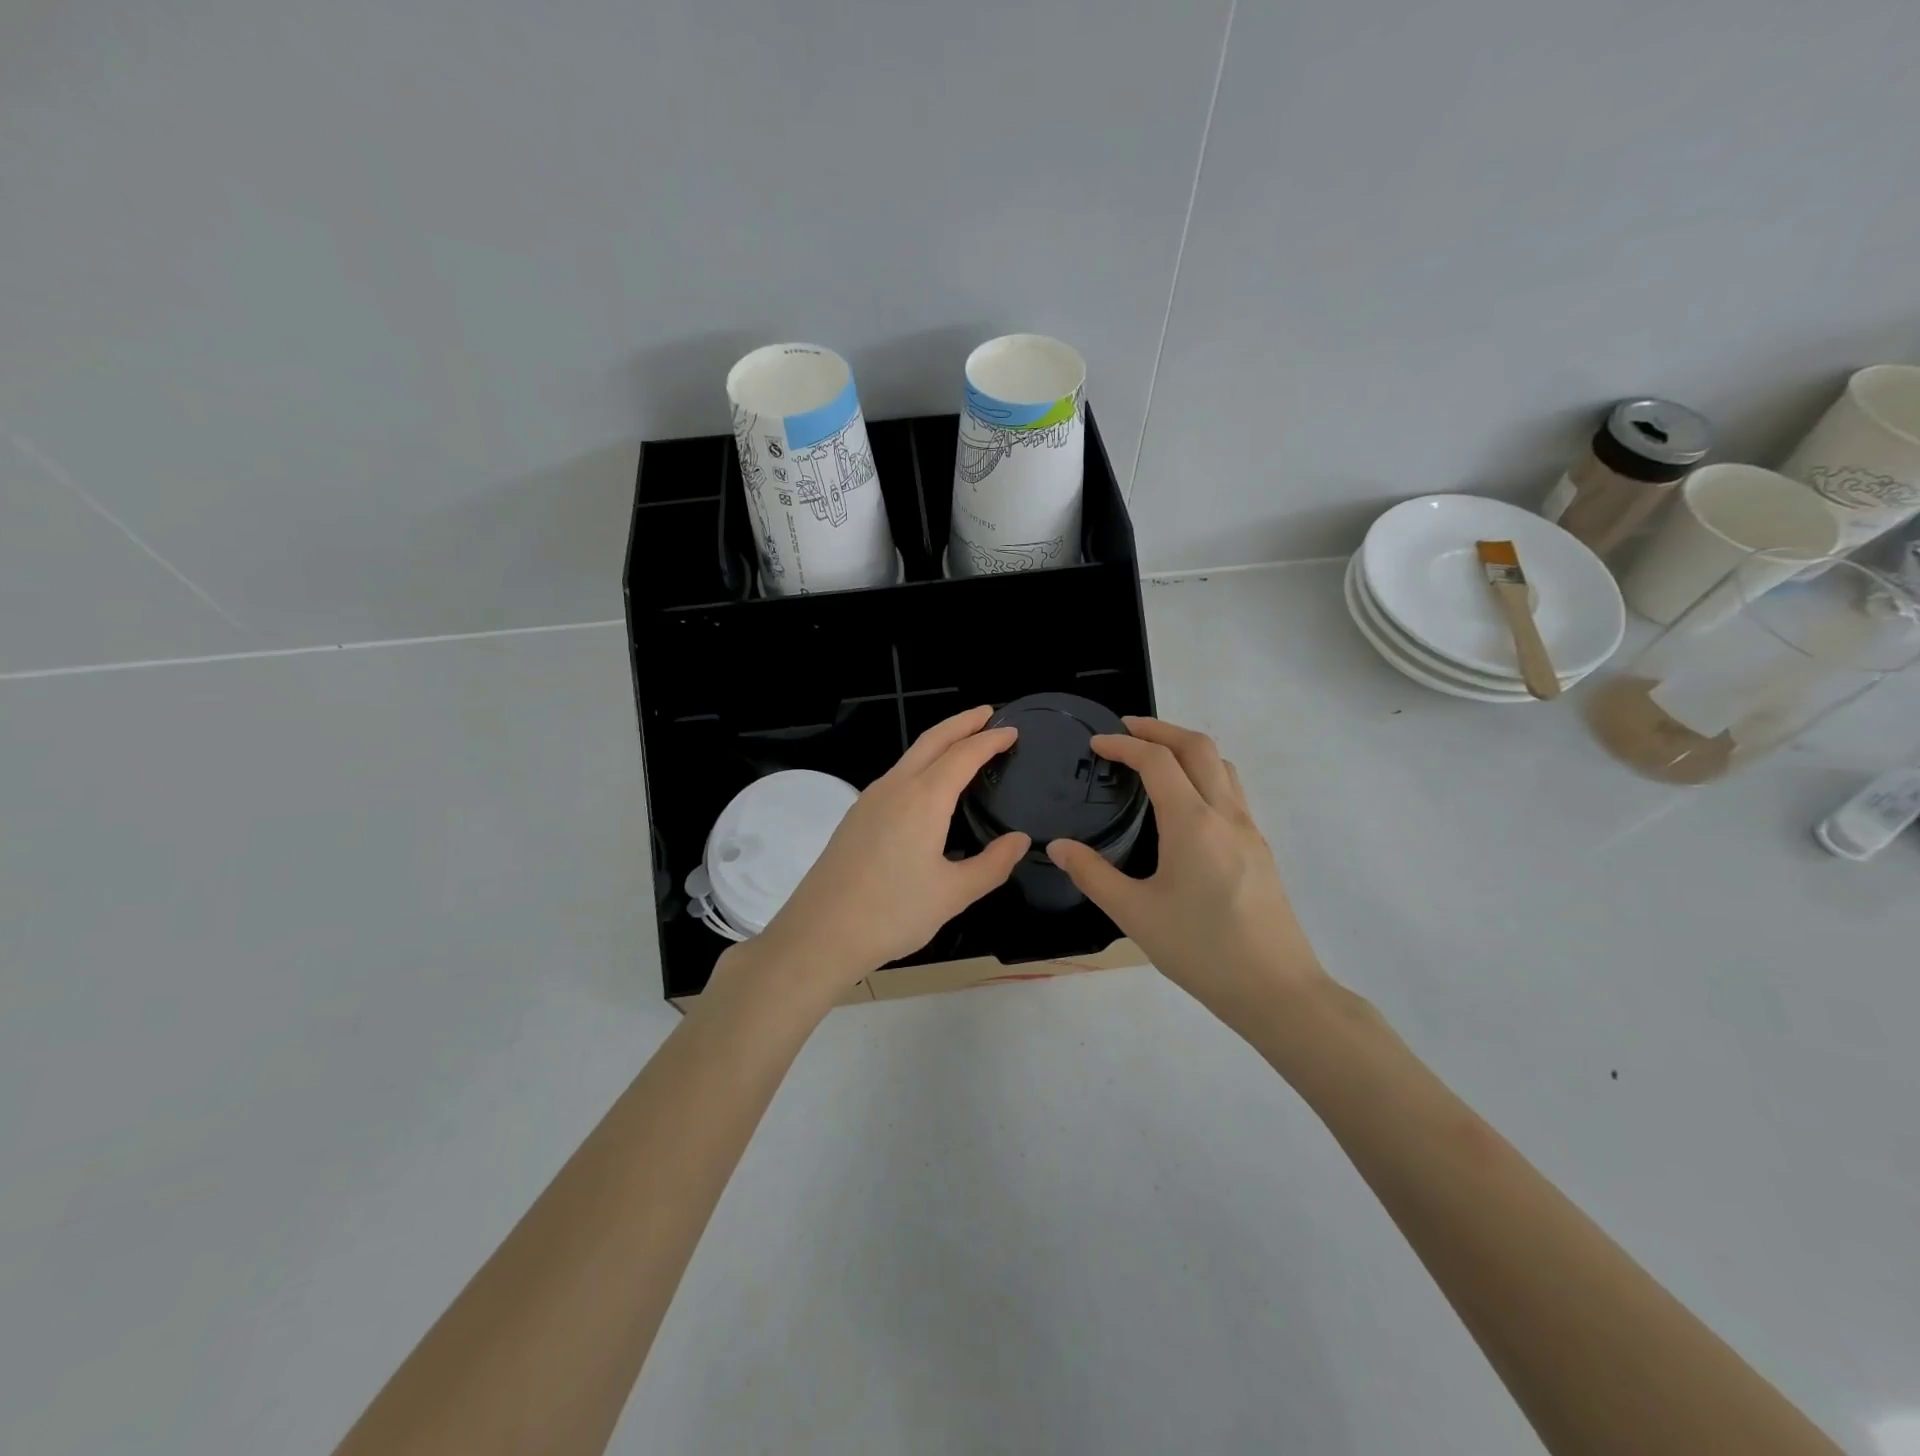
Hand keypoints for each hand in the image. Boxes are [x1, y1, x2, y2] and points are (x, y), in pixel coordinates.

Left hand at [728, 706, 1029, 998]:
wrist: (820, 933)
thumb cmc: (892, 913)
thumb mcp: (953, 894)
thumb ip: (993, 864)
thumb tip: (1020, 840)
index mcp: (923, 799)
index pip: (964, 755)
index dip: (990, 740)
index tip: (1012, 730)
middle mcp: (895, 787)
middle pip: (932, 740)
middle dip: (962, 723)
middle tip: (988, 713)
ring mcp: (870, 799)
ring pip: (910, 756)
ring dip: (939, 742)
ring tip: (963, 744)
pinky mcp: (856, 816)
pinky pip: (896, 775)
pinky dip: (921, 764)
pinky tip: (928, 786)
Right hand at [1046, 717, 1326, 1025]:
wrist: (1276, 989)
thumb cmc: (1201, 950)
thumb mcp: (1135, 914)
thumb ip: (1092, 875)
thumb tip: (1057, 846)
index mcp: (1193, 823)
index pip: (1158, 762)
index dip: (1124, 745)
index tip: (1096, 743)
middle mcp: (1225, 814)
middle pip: (1197, 747)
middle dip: (1159, 729)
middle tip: (1126, 729)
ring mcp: (1248, 830)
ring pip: (1221, 765)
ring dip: (1186, 747)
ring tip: (1155, 756)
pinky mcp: (1259, 848)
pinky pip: (1232, 790)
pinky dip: (1204, 773)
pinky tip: (1185, 802)